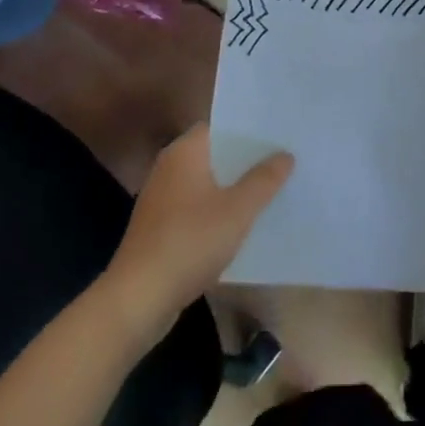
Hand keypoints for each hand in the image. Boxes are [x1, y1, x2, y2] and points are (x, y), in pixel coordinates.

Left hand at [101, 123, 293, 343]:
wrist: (139, 299)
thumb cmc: (190, 242)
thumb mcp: (238, 210)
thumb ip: (264, 179)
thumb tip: (285, 155)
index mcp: (184, 152)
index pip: (221, 126)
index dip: (250, 129)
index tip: (280, 134)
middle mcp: (170, 168)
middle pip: (216, 154)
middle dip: (247, 159)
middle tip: (285, 159)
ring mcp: (162, 199)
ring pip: (208, 182)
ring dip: (235, 187)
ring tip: (272, 189)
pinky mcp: (161, 227)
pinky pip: (198, 207)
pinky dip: (220, 209)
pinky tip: (244, 222)